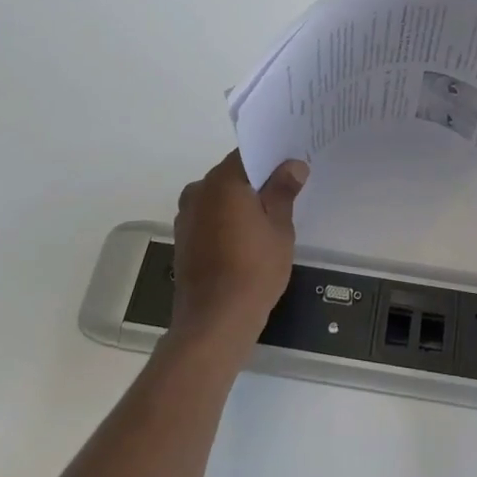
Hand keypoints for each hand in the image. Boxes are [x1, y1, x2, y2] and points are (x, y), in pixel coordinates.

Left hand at [170, 151, 308, 352]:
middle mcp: (198, 191)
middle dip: (257, 180)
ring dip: (241, 202)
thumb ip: (283, 191)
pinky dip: (227, 220)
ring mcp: (186, 217)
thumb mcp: (279, 227)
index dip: (271, 156)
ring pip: (220, 198)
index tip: (292, 163)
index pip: (248, 154)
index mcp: (222, 181)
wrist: (214, 321)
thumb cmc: (254, 269)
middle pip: (232, 175)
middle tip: (287, 189)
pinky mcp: (184, 240)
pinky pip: (210, 218)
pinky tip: (248, 238)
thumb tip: (292, 165)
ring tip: (270, 217)